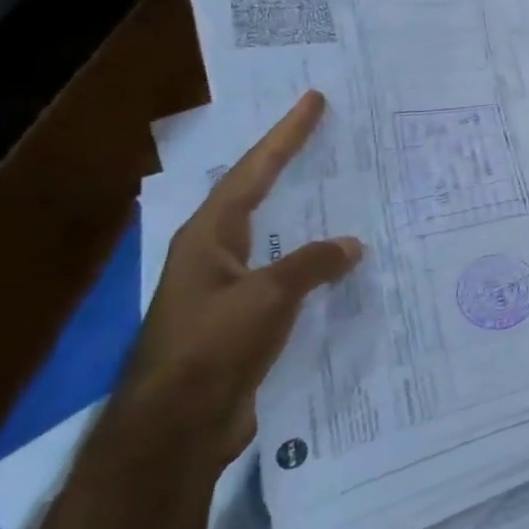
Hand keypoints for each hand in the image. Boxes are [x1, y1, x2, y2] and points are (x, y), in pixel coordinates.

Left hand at [126, 91, 361, 460]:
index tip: (313, 100)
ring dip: (303, 210)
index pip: (254, 171)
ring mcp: (228, 286)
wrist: (177, 428)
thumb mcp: (268, 296)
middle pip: (257, 193)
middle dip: (288, 162)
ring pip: (273, 232)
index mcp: (209, 236)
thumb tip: (351, 245)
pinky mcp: (244, 317)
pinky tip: (338, 259)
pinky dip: (312, 257)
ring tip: (338, 186)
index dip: (286, 135)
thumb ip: (312, 264)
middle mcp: (215, 252)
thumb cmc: (213, 347)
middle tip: (323, 132)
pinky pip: (286, 271)